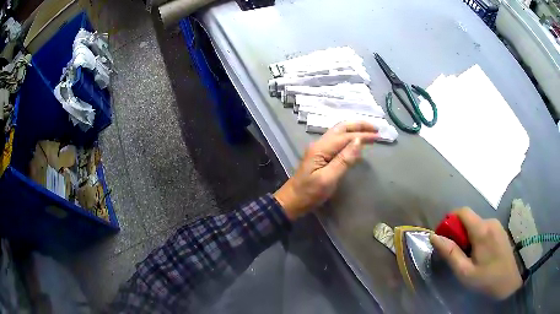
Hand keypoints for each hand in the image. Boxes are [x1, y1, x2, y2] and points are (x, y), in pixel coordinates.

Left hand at [274, 121, 377, 220]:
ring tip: (370, 132)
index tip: (378, 136)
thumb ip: (344, 160)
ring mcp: (319, 149)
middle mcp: (320, 144)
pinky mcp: (320, 155)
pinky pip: (337, 141)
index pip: (346, 136)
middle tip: (376, 128)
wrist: (291, 201)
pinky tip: (356, 143)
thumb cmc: (309, 193)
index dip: (363, 135)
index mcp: (321, 148)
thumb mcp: (328, 179)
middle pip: (341, 128)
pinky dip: (349, 137)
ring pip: (339, 132)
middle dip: (359, 125)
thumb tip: (359, 141)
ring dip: (354, 129)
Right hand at [430, 208, 521, 299]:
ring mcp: (497, 225)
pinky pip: (484, 228)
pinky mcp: (500, 230)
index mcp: (482, 230)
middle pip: (468, 219)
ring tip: (469, 257)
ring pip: (476, 224)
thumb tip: (434, 237)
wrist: (509, 281)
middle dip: (458, 233)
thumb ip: (450, 253)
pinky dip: (476, 237)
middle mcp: (490, 221)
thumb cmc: (486, 278)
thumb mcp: (464, 271)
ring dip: (467, 236)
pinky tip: (479, 254)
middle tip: (457, 254)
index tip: (444, 237)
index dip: (450, 220)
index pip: (462, 212)